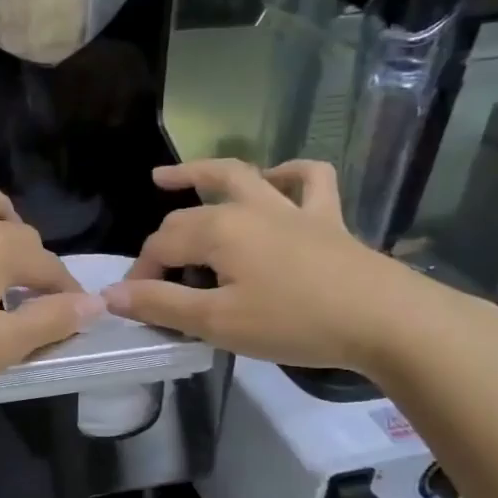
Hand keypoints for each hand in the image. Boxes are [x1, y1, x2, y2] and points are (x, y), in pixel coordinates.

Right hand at [101, 159, 445, 373]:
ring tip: (171, 178)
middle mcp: (248, 208)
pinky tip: (275, 180)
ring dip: (202, 173)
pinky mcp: (327, 218)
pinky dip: (289, 174)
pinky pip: (310, 181)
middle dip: (162, 242)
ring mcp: (290, 208)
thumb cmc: (294, 322)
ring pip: (239, 176)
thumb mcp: (217, 323)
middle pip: (189, 215)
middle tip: (152, 273)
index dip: (141, 276)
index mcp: (217, 231)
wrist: (386, 320)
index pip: (161, 246)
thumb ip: (162, 306)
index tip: (136, 307)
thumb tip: (112, 295)